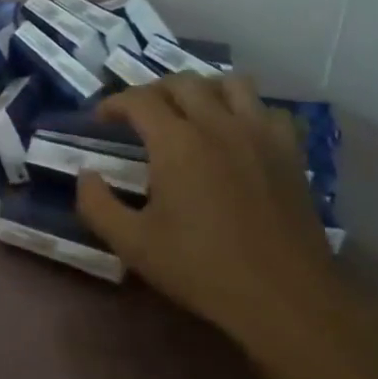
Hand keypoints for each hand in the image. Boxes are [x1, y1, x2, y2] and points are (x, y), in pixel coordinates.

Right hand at [76, 75, 341, 339]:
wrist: (283, 297)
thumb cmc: (201, 268)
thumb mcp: (132, 243)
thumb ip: (97, 204)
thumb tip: (86, 175)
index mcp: (177, 143)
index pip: (139, 100)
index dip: (114, 103)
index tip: (101, 120)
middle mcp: (219, 125)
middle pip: (183, 82)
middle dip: (154, 91)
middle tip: (139, 115)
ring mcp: (261, 135)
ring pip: (232, 83)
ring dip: (204, 89)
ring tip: (190, 112)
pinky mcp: (291, 153)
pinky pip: (270, 110)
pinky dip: (249, 111)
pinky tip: (238, 133)